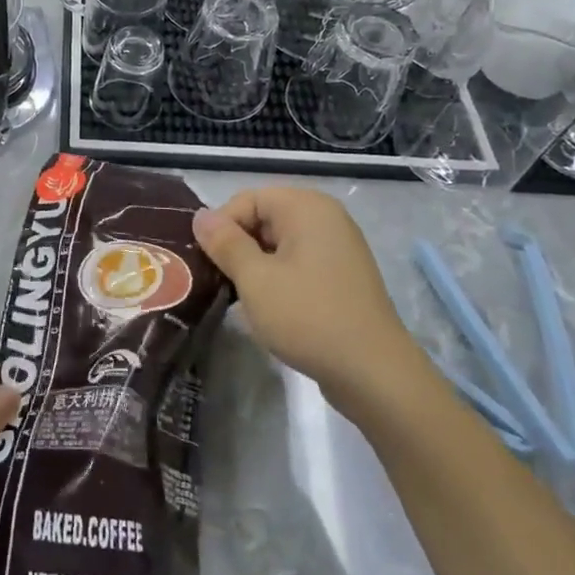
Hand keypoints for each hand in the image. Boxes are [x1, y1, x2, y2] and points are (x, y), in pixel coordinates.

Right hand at [193, 187, 421, 390]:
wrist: (374, 374)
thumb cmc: (308, 317)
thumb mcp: (255, 279)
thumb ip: (224, 242)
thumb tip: (200, 216)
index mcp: (306, 207)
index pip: (246, 200)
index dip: (221, 228)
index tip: (207, 263)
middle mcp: (325, 217)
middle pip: (263, 218)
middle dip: (237, 247)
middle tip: (219, 282)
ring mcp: (338, 247)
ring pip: (279, 244)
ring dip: (255, 266)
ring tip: (240, 297)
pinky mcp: (342, 276)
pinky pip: (298, 263)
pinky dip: (278, 278)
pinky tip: (269, 308)